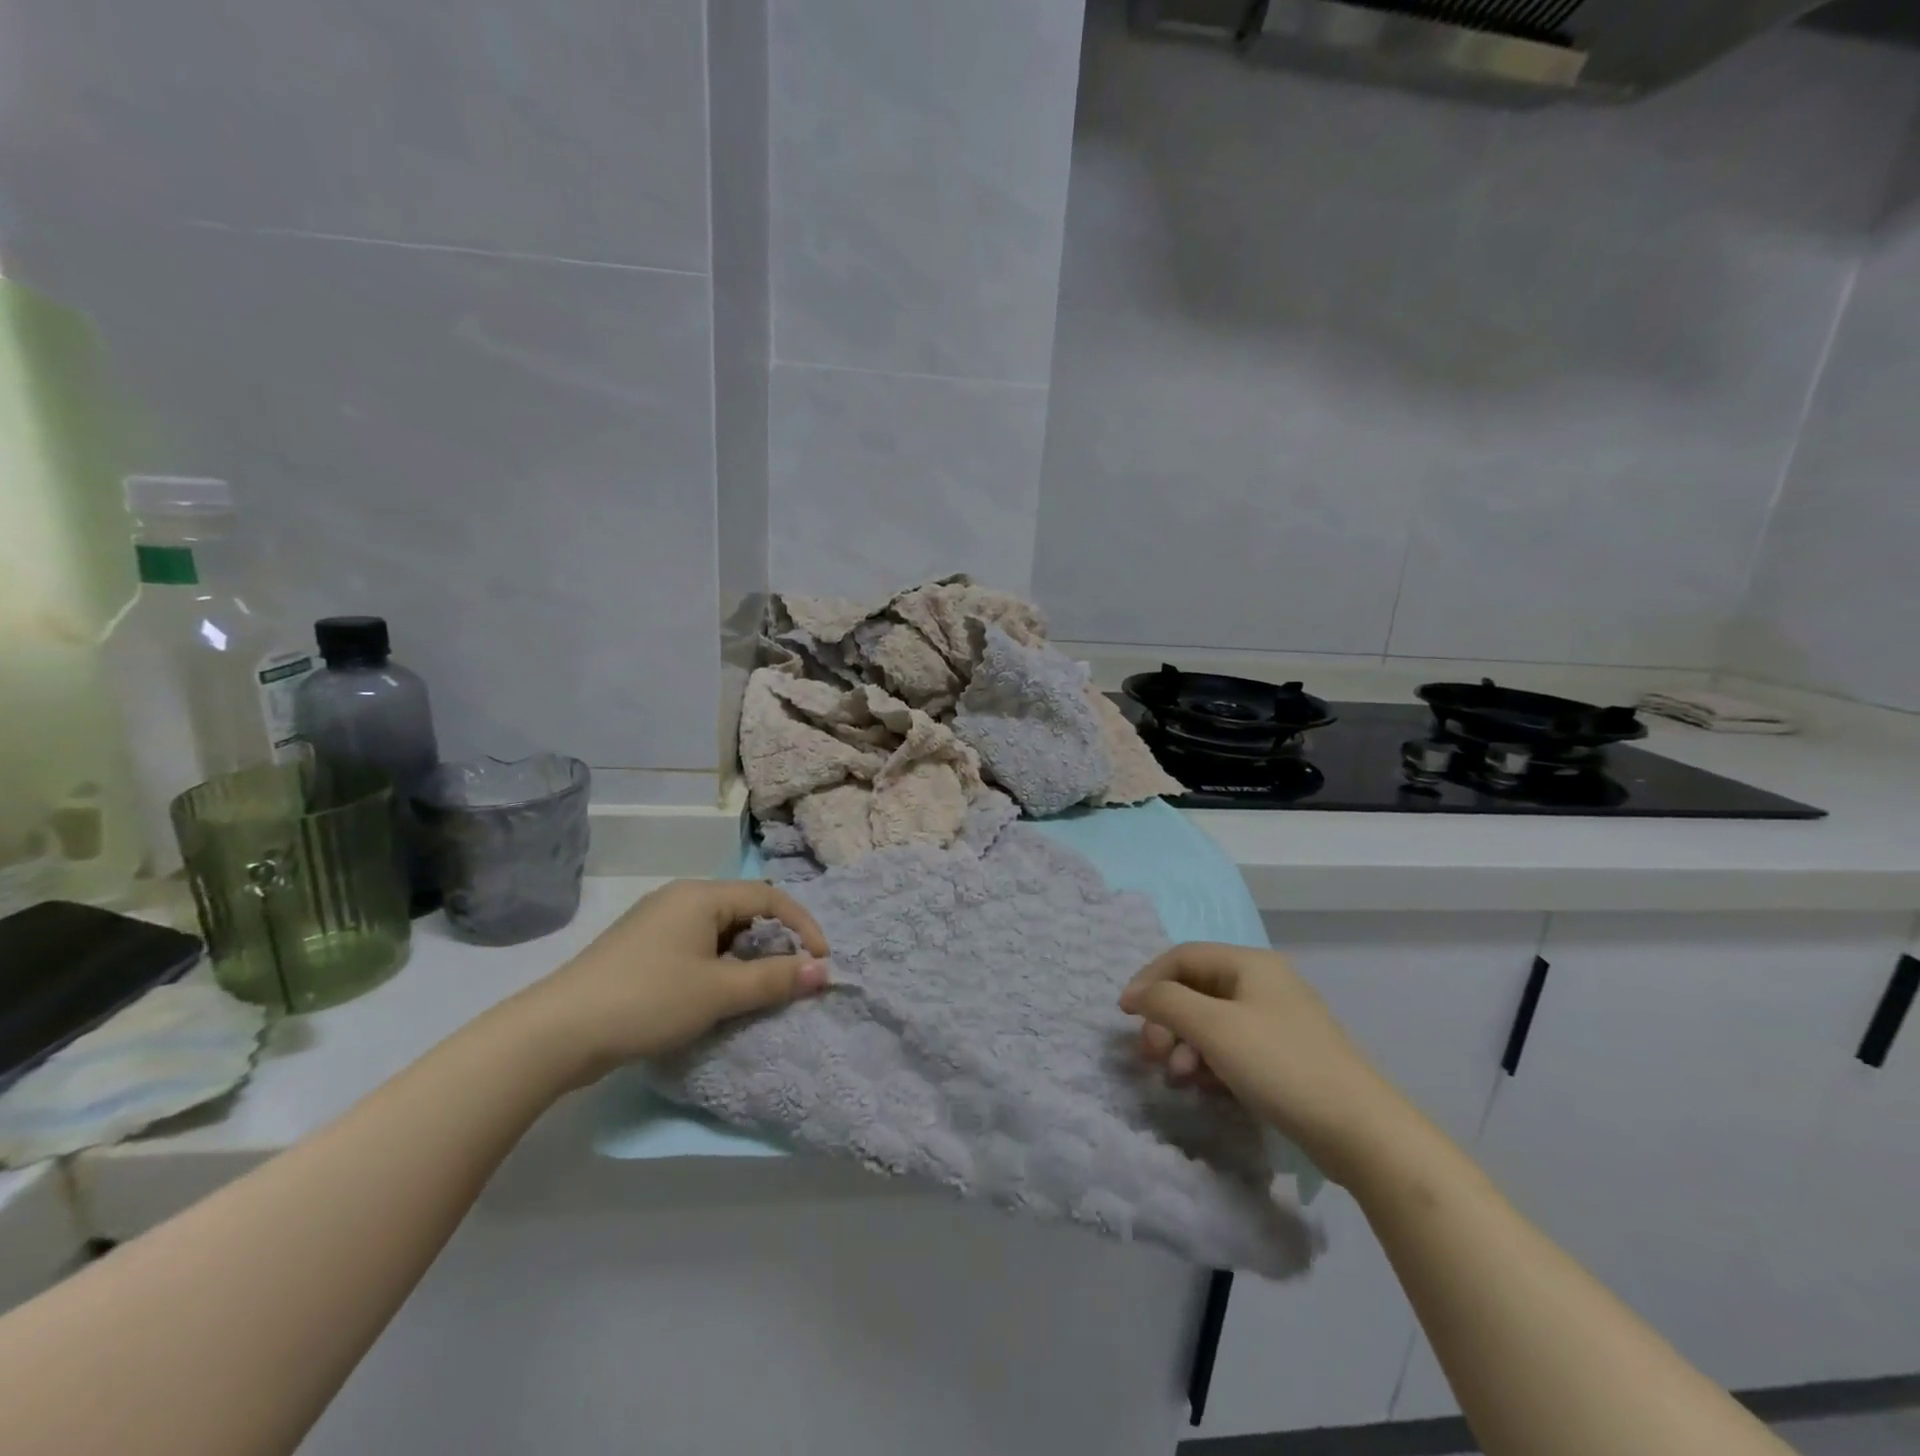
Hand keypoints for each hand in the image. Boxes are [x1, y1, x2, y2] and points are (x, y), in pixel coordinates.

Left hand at [519, 880, 829, 1085]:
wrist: (557, 1032)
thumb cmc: (648, 1000)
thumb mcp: (719, 992)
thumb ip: (774, 979)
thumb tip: (823, 971)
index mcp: (701, 895)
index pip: (770, 897)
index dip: (803, 925)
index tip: (821, 961)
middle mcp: (680, 899)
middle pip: (744, 910)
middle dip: (774, 943)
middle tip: (789, 978)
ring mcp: (655, 923)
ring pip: (719, 932)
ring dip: (745, 958)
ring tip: (755, 992)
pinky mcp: (640, 949)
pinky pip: (695, 947)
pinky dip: (717, 966)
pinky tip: (713, 996)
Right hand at [1119, 942, 1414, 1186]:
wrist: (1360, 1130)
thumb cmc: (1280, 1065)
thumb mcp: (1213, 1028)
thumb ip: (1167, 1002)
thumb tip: (1137, 994)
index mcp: (1249, 963)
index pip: (1182, 956)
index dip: (1148, 980)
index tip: (1123, 1014)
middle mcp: (1263, 983)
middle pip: (1195, 989)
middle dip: (1167, 1020)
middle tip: (1153, 1055)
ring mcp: (1276, 1020)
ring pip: (1211, 1021)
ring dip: (1186, 1045)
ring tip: (1180, 1078)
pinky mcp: (1284, 1055)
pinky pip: (1232, 1046)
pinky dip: (1210, 1061)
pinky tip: (1205, 1086)